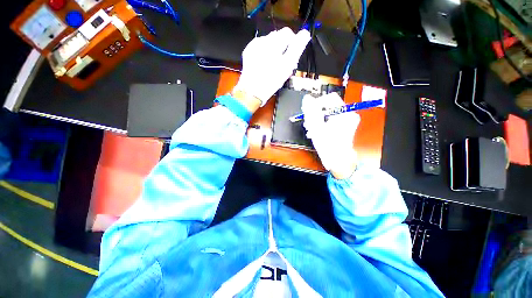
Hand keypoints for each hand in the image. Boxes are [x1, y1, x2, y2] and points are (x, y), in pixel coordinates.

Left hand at [233, 27, 310, 106]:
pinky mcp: (248, 51)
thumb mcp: (287, 66)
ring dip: (273, 50)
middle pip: (278, 37)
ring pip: (269, 42)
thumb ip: (297, 48)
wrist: (252, 91)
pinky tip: (264, 64)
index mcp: (274, 42)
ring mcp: (254, 45)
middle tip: (283, 63)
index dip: (292, 44)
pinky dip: (264, 53)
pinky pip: (259, 47)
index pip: (288, 33)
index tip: (292, 56)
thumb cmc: (271, 81)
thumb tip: (304, 33)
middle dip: (282, 47)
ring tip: (273, 65)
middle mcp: (263, 40)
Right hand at [302, 93, 360, 178]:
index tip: (309, 113)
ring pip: (328, 114)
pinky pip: (330, 119)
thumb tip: (307, 98)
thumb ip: (311, 111)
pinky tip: (316, 131)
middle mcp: (348, 114)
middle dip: (315, 114)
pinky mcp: (344, 125)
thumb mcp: (316, 127)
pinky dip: (322, 124)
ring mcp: (347, 120)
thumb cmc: (328, 146)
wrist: (337, 160)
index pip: (329, 98)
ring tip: (310, 129)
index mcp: (344, 113)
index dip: (317, 104)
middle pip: (328, 107)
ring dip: (317, 120)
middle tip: (308, 123)